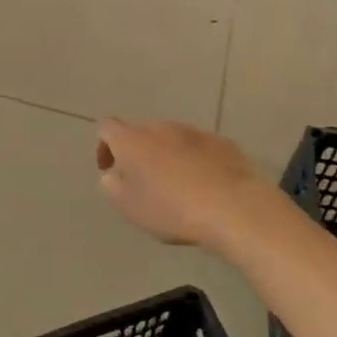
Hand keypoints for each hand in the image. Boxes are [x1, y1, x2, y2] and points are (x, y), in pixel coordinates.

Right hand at [95, 119, 267, 247]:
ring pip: (172, 140)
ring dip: (168, 157)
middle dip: (138, 153)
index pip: (107, 128)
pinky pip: (200, 148)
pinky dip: (195, 161)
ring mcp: (194, 132)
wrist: (232, 207)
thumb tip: (113, 175)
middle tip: (143, 182)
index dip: (104, 147)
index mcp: (132, 140)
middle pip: (142, 133)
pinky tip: (204, 186)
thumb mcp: (129, 207)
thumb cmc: (171, 208)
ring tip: (176, 187)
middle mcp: (161, 128)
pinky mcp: (222, 142)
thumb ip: (113, 186)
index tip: (109, 169)